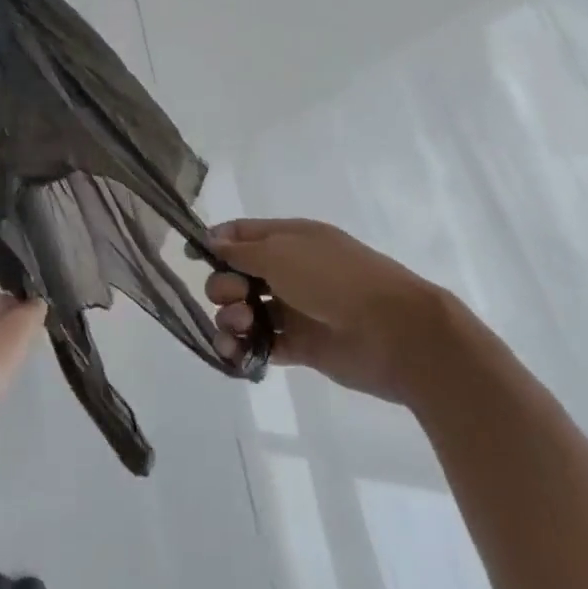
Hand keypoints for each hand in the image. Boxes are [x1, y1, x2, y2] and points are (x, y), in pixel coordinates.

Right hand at [205, 218, 450, 403]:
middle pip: (238, 275)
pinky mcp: (302, 347)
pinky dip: (245, 349)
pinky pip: (263, 344)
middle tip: (235, 299)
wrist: (396, 332)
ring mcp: (296, 309)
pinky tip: (235, 354)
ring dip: (231, 319)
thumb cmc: (335, 280)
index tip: (192, 258)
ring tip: (240, 330)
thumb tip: (211, 240)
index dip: (215, 243)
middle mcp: (290, 271)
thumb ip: (242, 251)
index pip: (242, 234)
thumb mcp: (282, 254)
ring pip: (247, 311)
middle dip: (224, 287)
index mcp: (290, 239)